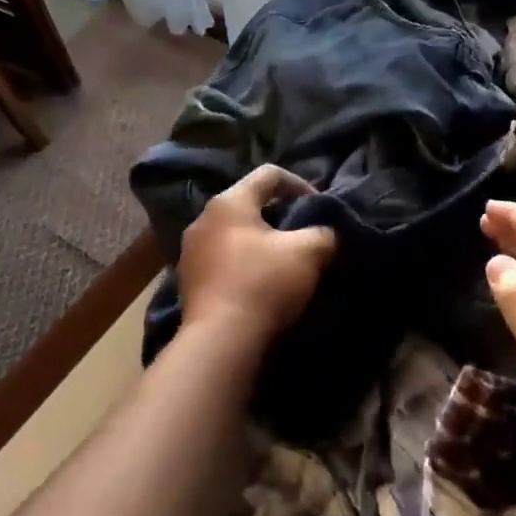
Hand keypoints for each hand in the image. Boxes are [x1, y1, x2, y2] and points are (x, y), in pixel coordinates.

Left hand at [177, 165, 336, 342]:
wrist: (220, 341)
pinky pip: (223, 259)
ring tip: (285, 261)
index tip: (320, 208)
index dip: (301, 184)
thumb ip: (324, 232)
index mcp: (229, 202)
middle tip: (305, 234)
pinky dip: (245, 263)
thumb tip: (327, 233)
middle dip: (281, 215)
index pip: (269, 174)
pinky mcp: (189, 281)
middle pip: (250, 203)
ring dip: (262, 241)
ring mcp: (191, 251)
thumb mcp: (309, 252)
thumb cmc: (264, 284)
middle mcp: (203, 219)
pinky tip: (261, 283)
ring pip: (235, 233)